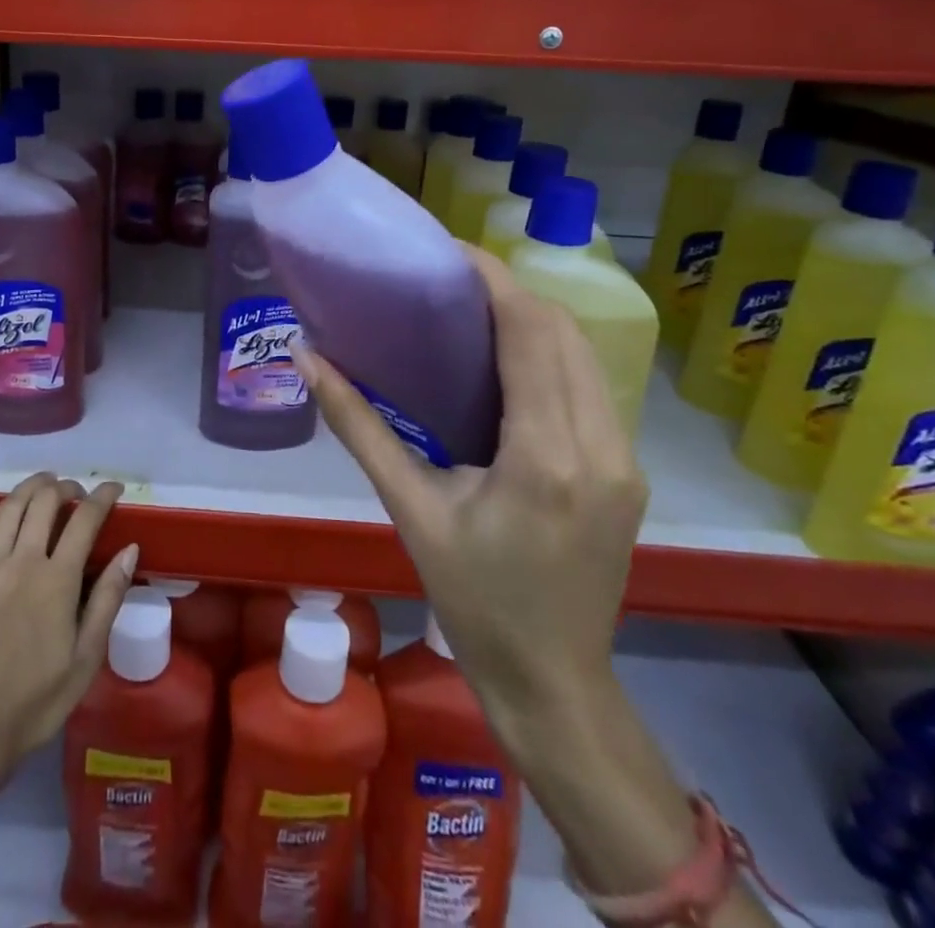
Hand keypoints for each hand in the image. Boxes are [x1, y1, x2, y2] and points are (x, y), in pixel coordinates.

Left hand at [0, 473, 136, 781]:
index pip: (84, 520)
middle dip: (67, 487)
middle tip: (79, 494)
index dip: (103, 497)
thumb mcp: (85, 659)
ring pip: (9, 507)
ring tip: (47, 483)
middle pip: (44, 501)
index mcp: (56, 581)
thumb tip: (129, 550)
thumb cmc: (35, 701)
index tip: (115, 489)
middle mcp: (21, 562)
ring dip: (31, 486)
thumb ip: (107, 599)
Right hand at [293, 247, 647, 746]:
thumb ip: (359, 426)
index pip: (530, 334)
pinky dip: (553, 356)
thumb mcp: (410, 509)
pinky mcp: (628, 471)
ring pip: (586, 356)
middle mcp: (599, 447)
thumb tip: (306, 358)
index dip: (494, 280)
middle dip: (512, 292)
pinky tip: (510, 364)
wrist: (553, 682)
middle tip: (451, 281)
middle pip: (565, 332)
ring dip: (535, 320)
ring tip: (475, 311)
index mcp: (544, 456)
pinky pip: (592, 387)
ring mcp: (624, 460)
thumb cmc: (472, 599)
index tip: (451, 251)